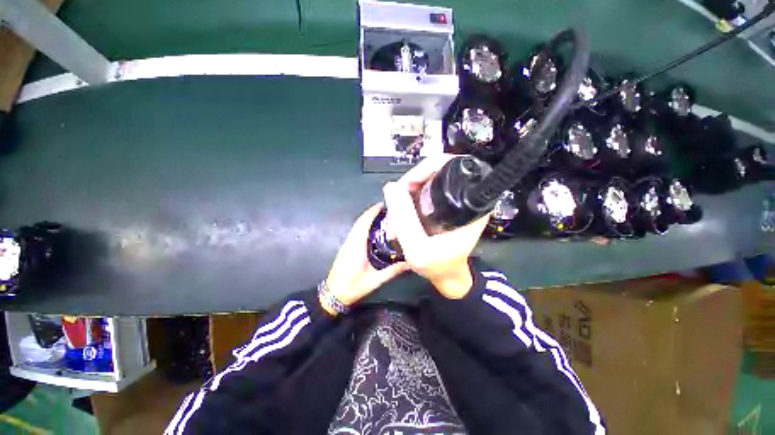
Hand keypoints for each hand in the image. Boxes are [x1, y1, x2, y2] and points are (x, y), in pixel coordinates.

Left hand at [323, 203, 408, 314]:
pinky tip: (377, 233)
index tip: (387, 204)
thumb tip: (411, 262)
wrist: (333, 295)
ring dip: (370, 220)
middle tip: (391, 211)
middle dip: (374, 214)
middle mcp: (350, 241)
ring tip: (387, 220)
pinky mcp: (346, 249)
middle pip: (361, 222)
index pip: (364, 222)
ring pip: (358, 227)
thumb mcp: (375, 280)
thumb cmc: (353, 287)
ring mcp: (347, 245)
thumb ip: (393, 271)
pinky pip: (356, 233)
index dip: (374, 211)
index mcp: (356, 245)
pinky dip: (366, 228)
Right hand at [383, 155, 489, 298]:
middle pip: (436, 168)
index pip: (450, 164)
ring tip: (397, 212)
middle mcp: (468, 196)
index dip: (425, 168)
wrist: (447, 277)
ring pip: (429, 179)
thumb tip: (391, 187)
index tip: (408, 186)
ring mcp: (457, 199)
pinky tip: (403, 213)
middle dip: (411, 181)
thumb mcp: (418, 248)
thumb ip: (405, 218)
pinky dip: (412, 197)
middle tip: (397, 200)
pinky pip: (427, 189)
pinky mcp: (448, 204)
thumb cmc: (438, 266)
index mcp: (471, 202)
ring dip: (408, 191)